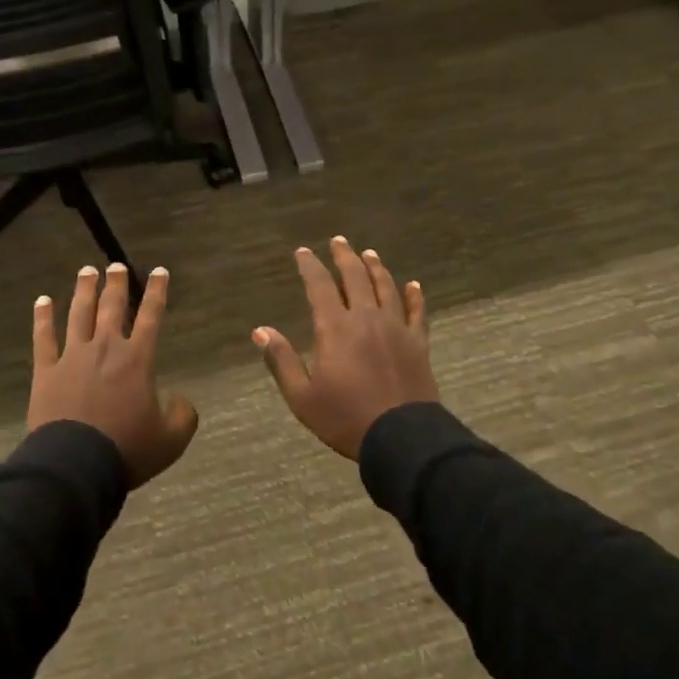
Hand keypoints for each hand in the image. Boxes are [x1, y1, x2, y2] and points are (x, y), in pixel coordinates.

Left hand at [28, 263, 198, 488]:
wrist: (75, 465)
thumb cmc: (127, 449)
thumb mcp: (171, 439)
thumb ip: (183, 414)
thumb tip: (179, 400)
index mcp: (137, 359)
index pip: (151, 316)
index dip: (156, 291)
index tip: (159, 271)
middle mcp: (105, 348)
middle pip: (111, 307)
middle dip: (116, 284)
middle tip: (116, 266)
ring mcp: (72, 357)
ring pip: (78, 314)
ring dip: (83, 291)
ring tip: (86, 271)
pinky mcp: (46, 372)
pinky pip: (43, 338)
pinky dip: (43, 318)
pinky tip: (42, 301)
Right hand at [253, 237, 436, 460]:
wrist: (402, 437)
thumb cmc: (346, 418)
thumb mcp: (303, 397)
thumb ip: (282, 360)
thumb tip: (260, 331)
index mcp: (335, 328)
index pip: (320, 287)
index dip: (310, 266)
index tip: (303, 252)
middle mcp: (367, 318)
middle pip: (356, 278)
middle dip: (345, 257)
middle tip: (339, 241)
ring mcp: (396, 328)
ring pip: (386, 287)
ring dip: (376, 268)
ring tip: (369, 254)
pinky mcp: (418, 343)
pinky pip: (417, 312)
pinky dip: (415, 296)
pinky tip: (414, 285)